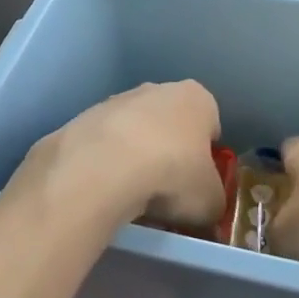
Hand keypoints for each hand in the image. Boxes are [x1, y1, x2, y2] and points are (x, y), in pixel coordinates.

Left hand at [14, 82, 224, 228]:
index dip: (207, 155)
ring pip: (135, 131)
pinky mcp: (85, 117)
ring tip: (133, 193)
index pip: (210, 123)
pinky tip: (106, 187)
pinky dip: (108, 162)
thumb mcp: (211, 201)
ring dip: (136, 156)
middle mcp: (158, 89)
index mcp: (197, 98)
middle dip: (170, 152)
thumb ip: (213, 200)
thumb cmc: (173, 174)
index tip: (199, 182)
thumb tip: (206, 208)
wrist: (105, 166)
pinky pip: (105, 144)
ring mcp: (117, 100)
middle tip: (167, 189)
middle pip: (171, 123)